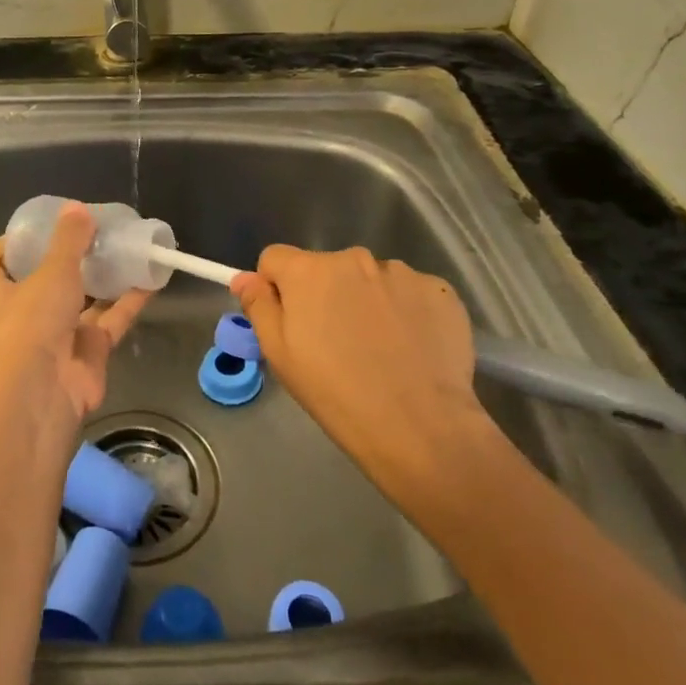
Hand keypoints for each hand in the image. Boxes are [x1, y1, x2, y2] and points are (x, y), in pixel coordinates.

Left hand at [0, 203, 148, 433]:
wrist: (43, 396)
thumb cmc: (31, 325)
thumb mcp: (50, 273)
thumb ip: (68, 241)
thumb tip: (77, 207)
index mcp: (4, 295)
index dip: (4, 249)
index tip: (27, 231)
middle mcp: (28, 316)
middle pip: (44, 283)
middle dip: (65, 261)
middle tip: (90, 234)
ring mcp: (60, 336)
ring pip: (84, 301)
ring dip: (102, 278)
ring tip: (124, 248)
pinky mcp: (90, 353)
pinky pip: (112, 320)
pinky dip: (130, 301)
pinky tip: (150, 277)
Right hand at [233, 246, 484, 500]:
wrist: (420, 425)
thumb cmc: (336, 393)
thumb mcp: (280, 355)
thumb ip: (259, 307)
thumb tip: (245, 278)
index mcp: (309, 271)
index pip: (275, 258)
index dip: (275, 287)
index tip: (288, 322)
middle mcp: (354, 258)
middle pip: (325, 268)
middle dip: (324, 295)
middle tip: (334, 344)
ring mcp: (401, 272)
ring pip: (369, 279)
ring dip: (366, 301)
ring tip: (379, 350)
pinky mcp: (439, 290)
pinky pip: (409, 292)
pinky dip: (405, 312)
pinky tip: (411, 348)